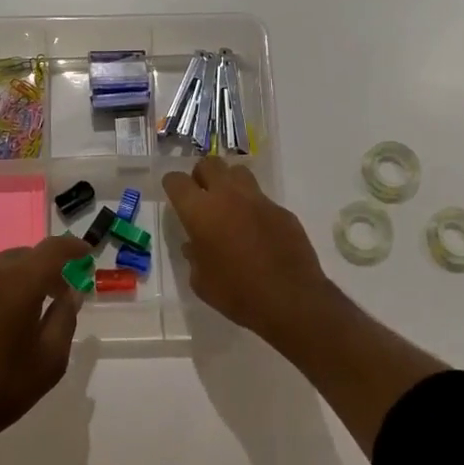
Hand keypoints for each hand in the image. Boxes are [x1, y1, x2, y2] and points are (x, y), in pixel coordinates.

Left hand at [0, 236, 87, 455]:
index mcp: (19, 282)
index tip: (86, 254)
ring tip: (23, 308)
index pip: (53, 249)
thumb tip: (70, 293)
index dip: (73, 247)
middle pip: (23, 256)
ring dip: (16, 279)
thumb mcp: (50, 360)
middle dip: (45, 268)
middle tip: (58, 292)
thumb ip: (65, 318)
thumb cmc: (1, 388)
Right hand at [162, 159, 336, 343]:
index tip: (175, 195)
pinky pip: (262, 199)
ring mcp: (258, 200)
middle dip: (201, 175)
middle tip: (202, 197)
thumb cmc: (236, 293)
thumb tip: (194, 246)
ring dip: (229, 183)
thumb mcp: (201, 282)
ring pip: (238, 172)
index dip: (172, 185)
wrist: (290, 300)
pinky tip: (256, 231)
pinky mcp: (282, 210)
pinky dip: (253, 208)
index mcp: (200, 212)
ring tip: (229, 206)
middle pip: (209, 164)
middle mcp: (228, 196)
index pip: (177, 181)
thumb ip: (194, 257)